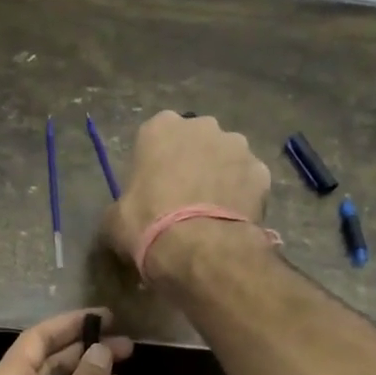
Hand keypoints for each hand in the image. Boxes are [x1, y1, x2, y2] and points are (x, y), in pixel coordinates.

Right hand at [102, 112, 271, 277]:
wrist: (198, 248)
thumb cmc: (146, 225)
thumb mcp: (113, 220)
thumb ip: (121, 206)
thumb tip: (124, 215)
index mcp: (160, 128)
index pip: (156, 137)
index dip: (156, 163)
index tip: (154, 188)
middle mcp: (202, 126)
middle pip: (196, 142)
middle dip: (192, 163)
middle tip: (183, 199)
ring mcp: (237, 146)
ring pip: (226, 158)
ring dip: (220, 176)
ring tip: (211, 212)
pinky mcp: (262, 171)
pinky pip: (248, 181)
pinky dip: (242, 195)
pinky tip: (231, 219)